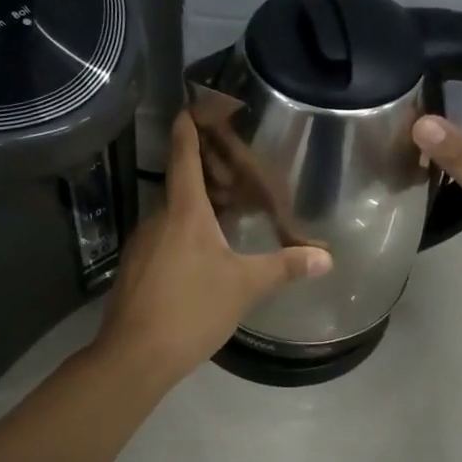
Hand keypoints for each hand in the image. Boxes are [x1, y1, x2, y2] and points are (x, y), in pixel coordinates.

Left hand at [96, 110, 331, 385]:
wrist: (134, 356)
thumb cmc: (192, 308)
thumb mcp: (245, 286)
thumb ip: (285, 267)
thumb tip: (326, 258)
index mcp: (184, 211)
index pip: (184, 156)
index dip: (188, 128)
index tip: (190, 105)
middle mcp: (158, 219)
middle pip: (181, 185)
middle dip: (207, 175)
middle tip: (237, 170)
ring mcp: (142, 245)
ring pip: (172, 215)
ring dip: (197, 208)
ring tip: (229, 212)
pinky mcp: (135, 269)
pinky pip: (164, 238)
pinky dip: (184, 234)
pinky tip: (203, 255)